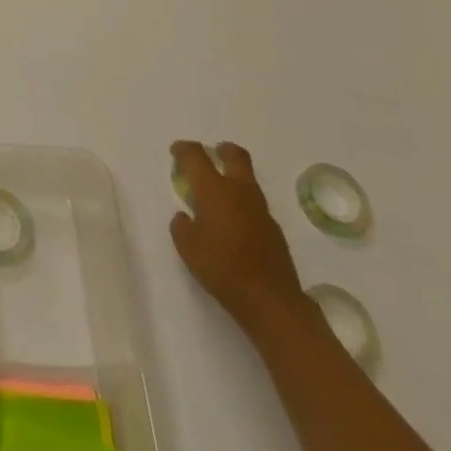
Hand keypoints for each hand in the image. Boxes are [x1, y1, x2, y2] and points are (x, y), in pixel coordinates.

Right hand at [169, 140, 306, 332]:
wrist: (271, 301)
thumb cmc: (222, 268)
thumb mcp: (187, 247)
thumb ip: (181, 225)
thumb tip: (185, 217)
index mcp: (214, 189)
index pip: (196, 155)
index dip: (184, 149)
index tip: (176, 152)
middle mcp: (239, 191)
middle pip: (235, 156)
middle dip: (222, 150)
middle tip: (212, 154)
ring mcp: (261, 210)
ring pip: (249, 179)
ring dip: (234, 177)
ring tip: (220, 193)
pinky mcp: (275, 230)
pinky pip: (256, 205)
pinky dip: (243, 203)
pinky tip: (235, 222)